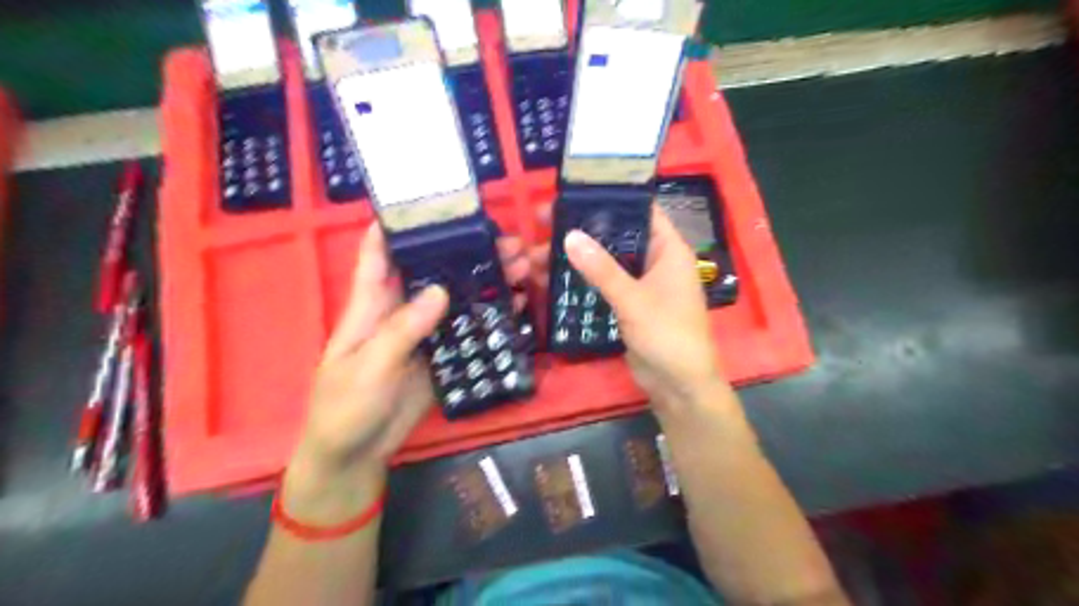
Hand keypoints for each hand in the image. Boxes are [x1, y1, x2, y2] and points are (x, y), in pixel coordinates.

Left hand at [283, 224, 531, 518]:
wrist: (356, 453)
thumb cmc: (344, 407)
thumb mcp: (367, 367)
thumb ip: (402, 330)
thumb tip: (440, 290)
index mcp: (371, 305)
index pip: (380, 253)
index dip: (399, 224)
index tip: (433, 202)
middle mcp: (401, 310)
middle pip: (434, 271)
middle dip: (466, 252)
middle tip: (507, 241)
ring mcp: (425, 333)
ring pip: (458, 297)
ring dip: (487, 281)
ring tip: (522, 267)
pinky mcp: (441, 354)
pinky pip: (468, 329)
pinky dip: (491, 316)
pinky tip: (518, 304)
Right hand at [538, 205, 724, 409]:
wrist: (678, 386)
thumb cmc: (668, 336)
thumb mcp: (633, 300)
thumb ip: (602, 269)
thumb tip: (569, 235)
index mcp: (668, 249)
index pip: (640, 210)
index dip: (609, 198)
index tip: (573, 193)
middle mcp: (655, 260)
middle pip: (616, 235)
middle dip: (582, 230)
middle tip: (543, 223)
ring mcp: (641, 283)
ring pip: (606, 260)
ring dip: (577, 257)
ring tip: (538, 253)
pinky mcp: (629, 303)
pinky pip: (603, 283)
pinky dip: (582, 279)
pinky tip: (553, 277)